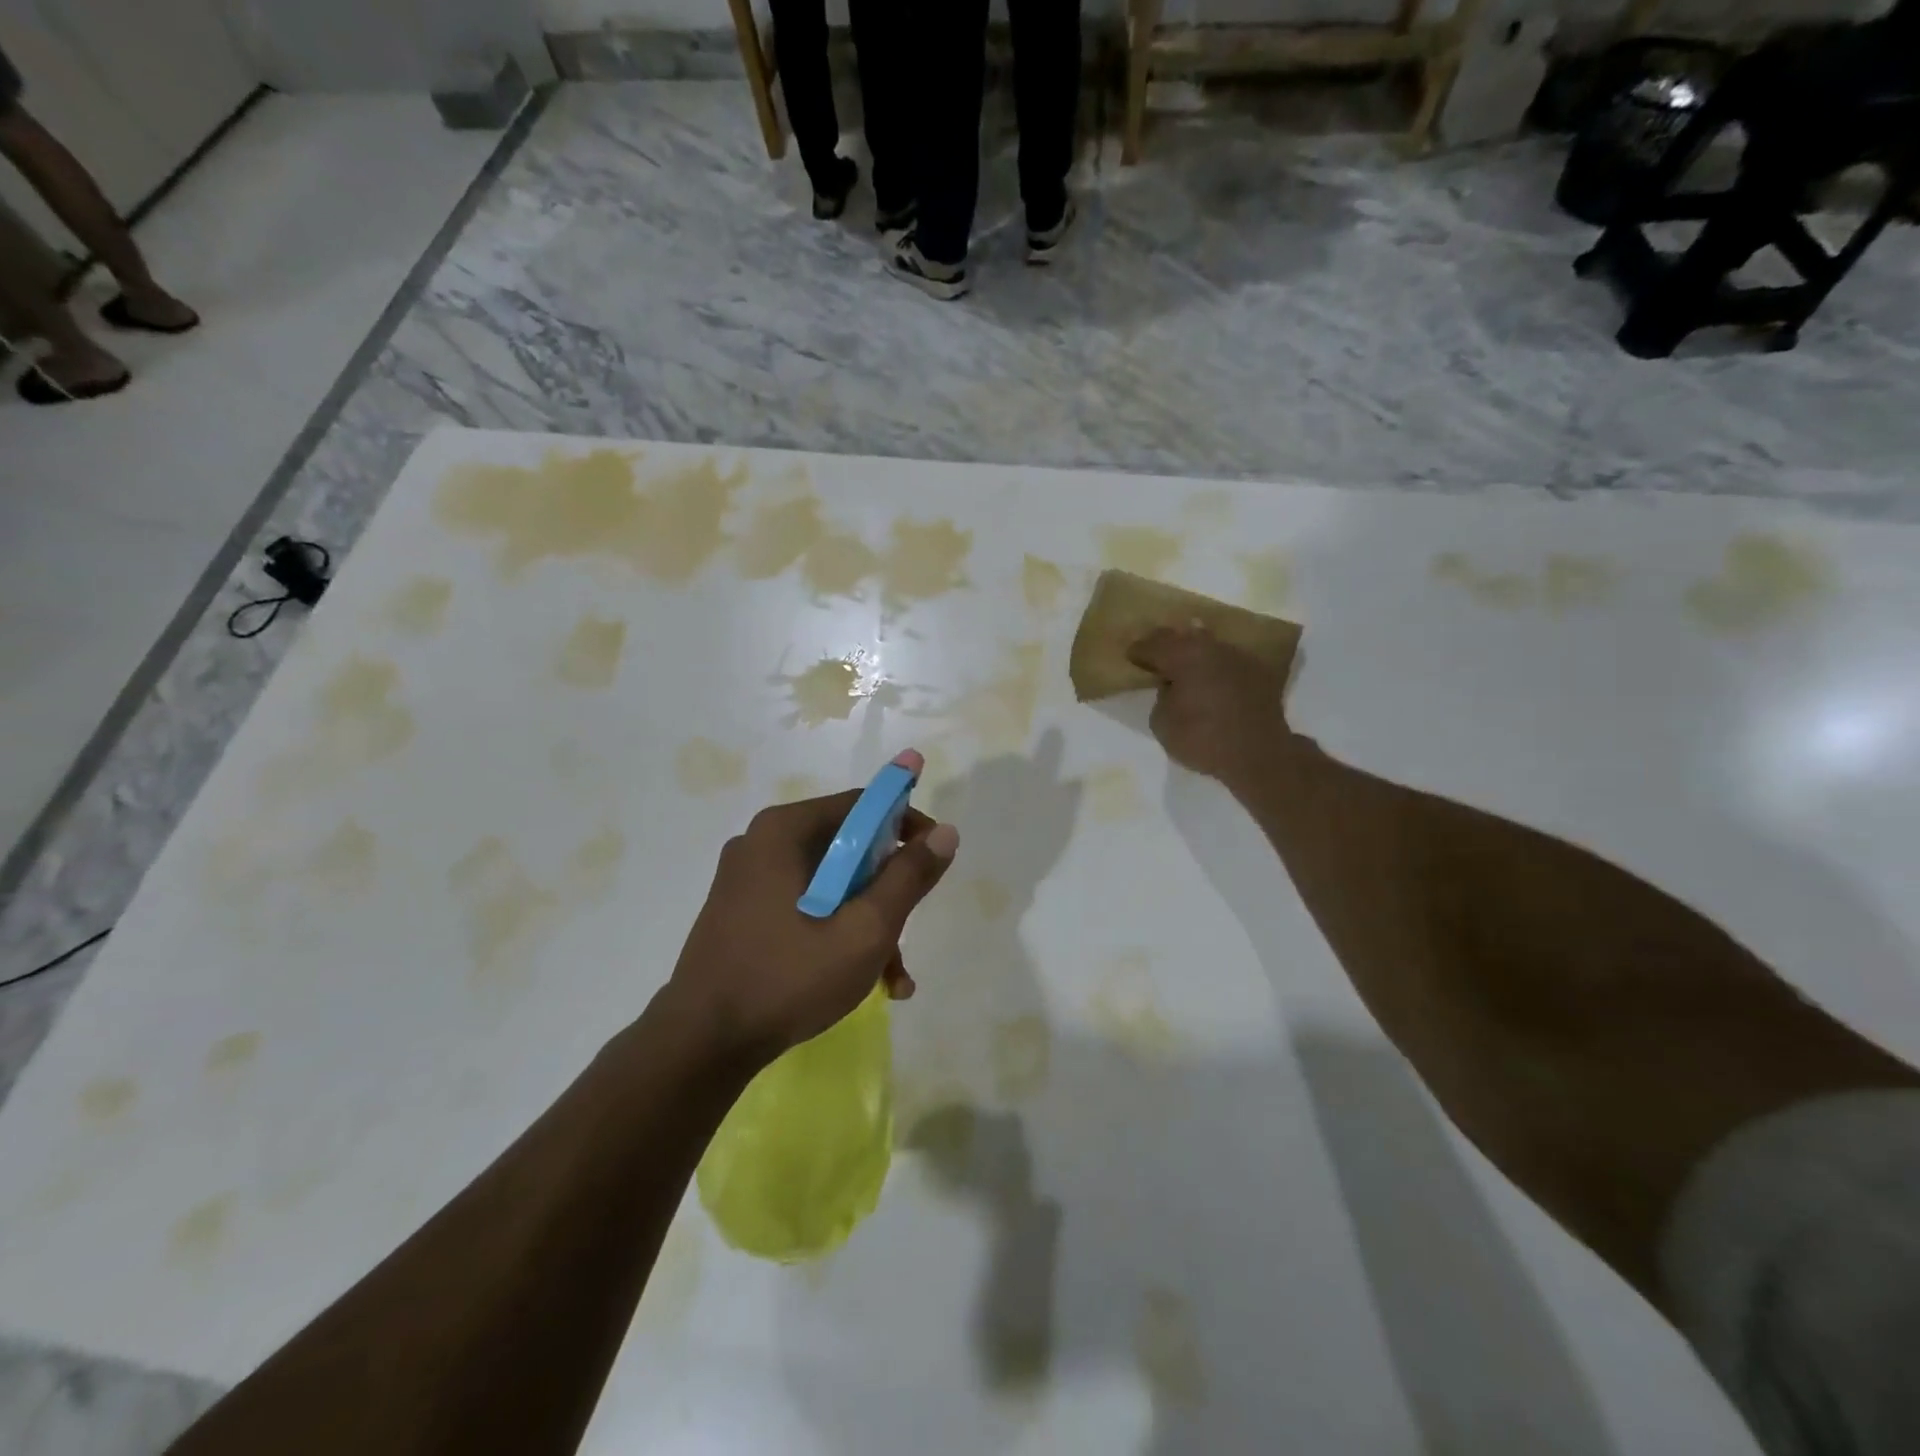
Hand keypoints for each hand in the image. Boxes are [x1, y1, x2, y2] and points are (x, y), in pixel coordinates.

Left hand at [666, 751, 958, 1065]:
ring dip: (868, 921)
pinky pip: (806, 906)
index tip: (936, 859)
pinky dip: (837, 932)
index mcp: (784, 830)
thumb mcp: (865, 929)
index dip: (908, 824)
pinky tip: (866, 981)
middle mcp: (763, 843)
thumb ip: (908, 877)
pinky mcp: (744, 913)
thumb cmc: (788, 978)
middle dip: (888, 889)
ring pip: (831, 884)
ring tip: (894, 976)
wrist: (701, 1045)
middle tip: (910, 927)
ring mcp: (749, 880)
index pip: (862, 804)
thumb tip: (946, 833)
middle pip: (849, 847)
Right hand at [1128, 625, 1293, 791]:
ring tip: (1184, 664)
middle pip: (1182, 637)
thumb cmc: (1202, 738)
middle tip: (1154, 654)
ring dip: (1193, 653)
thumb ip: (1162, 696)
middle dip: (1166, 644)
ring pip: (1207, 645)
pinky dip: (1215, 666)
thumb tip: (1172, 686)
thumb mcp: (1162, 723)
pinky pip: (1227, 661)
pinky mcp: (1258, 672)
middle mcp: (1211, 648)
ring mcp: (1238, 657)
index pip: (1153, 644)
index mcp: (1183, 656)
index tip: (1131, 656)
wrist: (1259, 754)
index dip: (1139, 651)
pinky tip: (1211, 678)